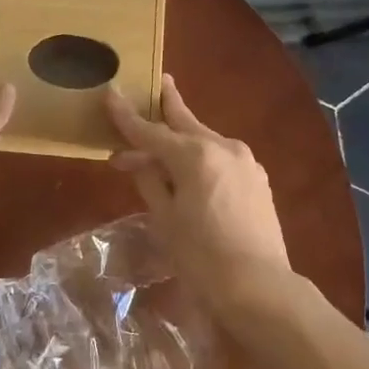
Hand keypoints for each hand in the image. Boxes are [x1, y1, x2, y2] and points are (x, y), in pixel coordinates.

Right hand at [106, 76, 290, 300]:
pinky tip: (190, 168)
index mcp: (195, 154)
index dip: (126, 117)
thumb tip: (137, 158)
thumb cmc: (201, 256)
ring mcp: (245, 161)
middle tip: (159, 81)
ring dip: (181, 138)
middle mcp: (223, 147)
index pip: (150, 131)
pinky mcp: (257, 179)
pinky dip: (201, 157)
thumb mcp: (165, 218)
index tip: (109, 94)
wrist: (259, 288)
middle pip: (185, 122)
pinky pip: (220, 158)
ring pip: (204, 140)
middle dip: (168, 104)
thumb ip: (150, 180)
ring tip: (162, 138)